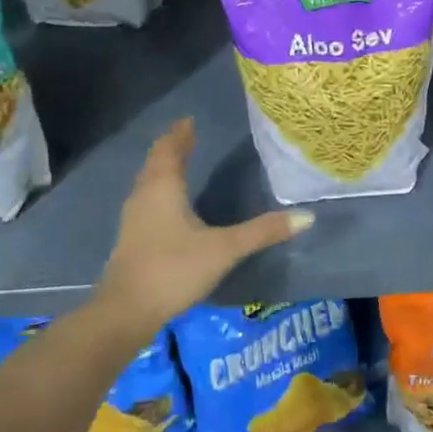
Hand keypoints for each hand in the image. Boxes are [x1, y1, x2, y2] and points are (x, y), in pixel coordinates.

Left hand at [96, 118, 312, 325]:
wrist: (126, 311)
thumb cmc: (174, 269)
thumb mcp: (225, 249)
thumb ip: (263, 232)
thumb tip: (306, 216)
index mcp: (164, 187)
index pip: (171, 149)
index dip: (181, 134)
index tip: (190, 120)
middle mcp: (145, 195)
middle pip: (157, 161)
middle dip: (172, 147)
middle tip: (188, 134)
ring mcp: (134, 217)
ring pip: (148, 181)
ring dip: (163, 167)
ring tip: (180, 161)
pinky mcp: (131, 238)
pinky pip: (146, 199)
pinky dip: (159, 188)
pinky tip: (169, 203)